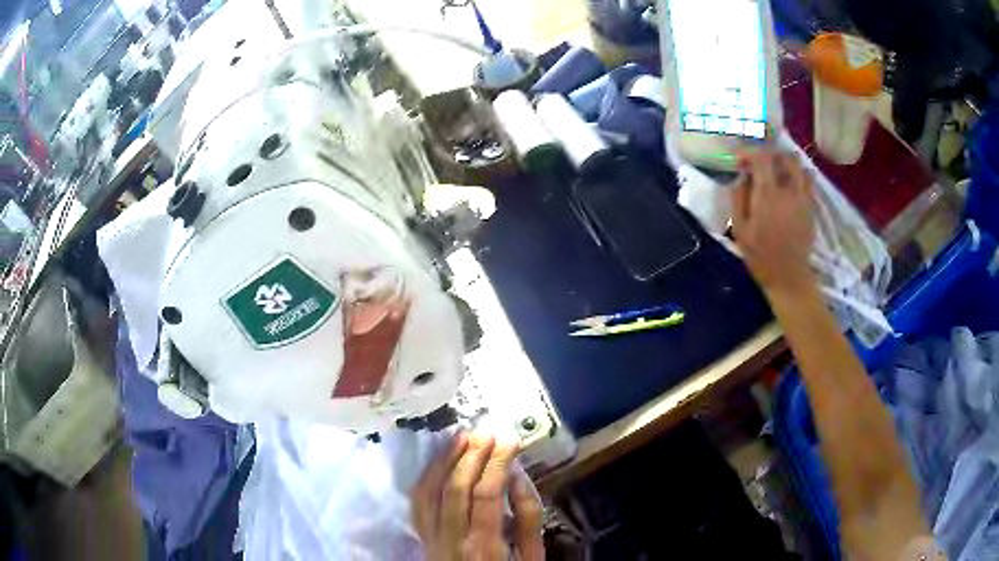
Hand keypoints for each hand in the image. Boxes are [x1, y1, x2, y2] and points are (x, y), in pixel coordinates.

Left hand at [411, 433, 543, 560]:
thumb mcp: (532, 557)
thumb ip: (528, 518)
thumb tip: (517, 477)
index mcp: (484, 545)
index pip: (486, 494)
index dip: (497, 463)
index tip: (510, 440)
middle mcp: (451, 539)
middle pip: (455, 489)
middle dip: (471, 455)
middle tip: (486, 432)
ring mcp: (431, 538)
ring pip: (429, 492)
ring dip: (444, 460)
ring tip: (461, 437)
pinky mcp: (422, 538)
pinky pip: (417, 503)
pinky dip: (426, 478)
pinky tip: (437, 461)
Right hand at [730, 152, 815, 295]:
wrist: (789, 277)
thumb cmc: (760, 256)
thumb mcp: (739, 229)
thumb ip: (739, 198)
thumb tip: (742, 176)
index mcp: (769, 194)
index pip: (762, 157)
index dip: (749, 152)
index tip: (740, 161)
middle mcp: (789, 191)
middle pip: (784, 156)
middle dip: (769, 154)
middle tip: (759, 164)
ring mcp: (803, 198)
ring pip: (799, 166)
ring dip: (786, 162)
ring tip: (776, 171)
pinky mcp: (811, 207)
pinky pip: (808, 181)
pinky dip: (798, 175)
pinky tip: (789, 185)